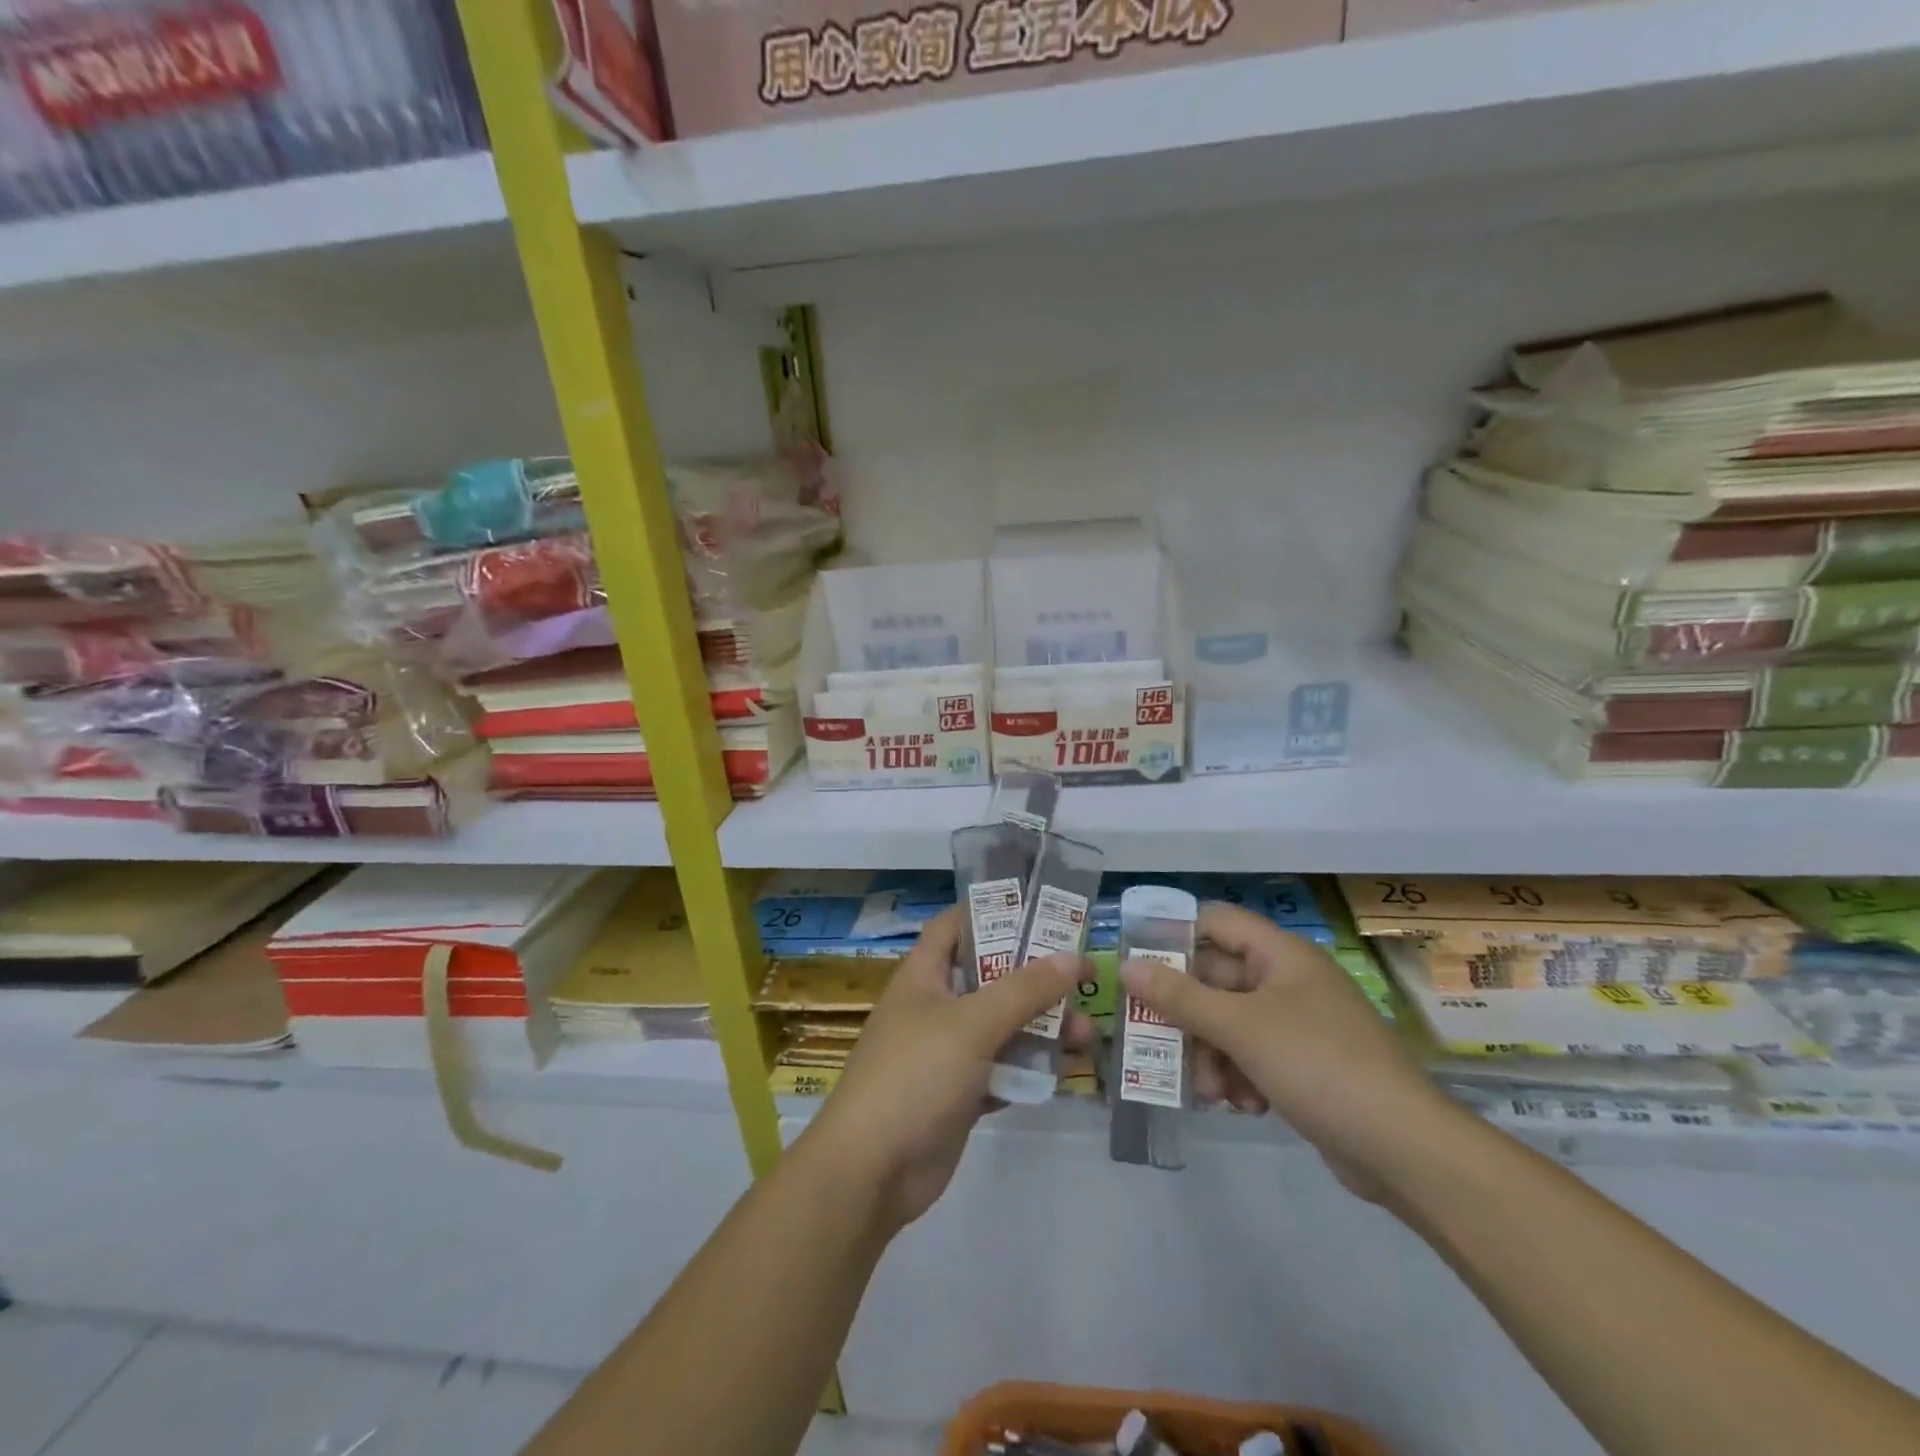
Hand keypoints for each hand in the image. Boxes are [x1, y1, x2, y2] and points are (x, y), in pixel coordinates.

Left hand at [804, 907, 1092, 1231]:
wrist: (871, 1172)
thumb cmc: (916, 1075)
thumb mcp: (972, 1023)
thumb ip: (1025, 990)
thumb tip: (1073, 957)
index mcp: (923, 976)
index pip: (955, 926)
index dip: (992, 913)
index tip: (1041, 911)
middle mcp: (935, 1007)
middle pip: (989, 978)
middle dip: (1035, 977)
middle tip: (1083, 977)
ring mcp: (946, 1053)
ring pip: (1001, 1027)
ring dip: (1041, 1028)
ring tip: (1087, 1034)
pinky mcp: (959, 1094)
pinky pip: (1000, 1070)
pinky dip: (1027, 1069)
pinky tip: (1063, 1073)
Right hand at [1120, 902, 1464, 1200]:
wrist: (1405, 1149)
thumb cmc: (1318, 1065)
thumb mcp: (1240, 1028)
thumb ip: (1179, 997)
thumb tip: (1127, 966)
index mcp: (1280, 954)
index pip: (1214, 923)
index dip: (1174, 938)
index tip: (1140, 969)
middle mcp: (1289, 980)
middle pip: (1217, 980)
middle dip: (1189, 1017)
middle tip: (1160, 1044)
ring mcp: (1300, 1024)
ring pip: (1231, 1023)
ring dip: (1210, 1054)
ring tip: (1209, 1092)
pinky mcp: (1306, 1064)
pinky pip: (1254, 1055)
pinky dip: (1239, 1076)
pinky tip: (1242, 1106)